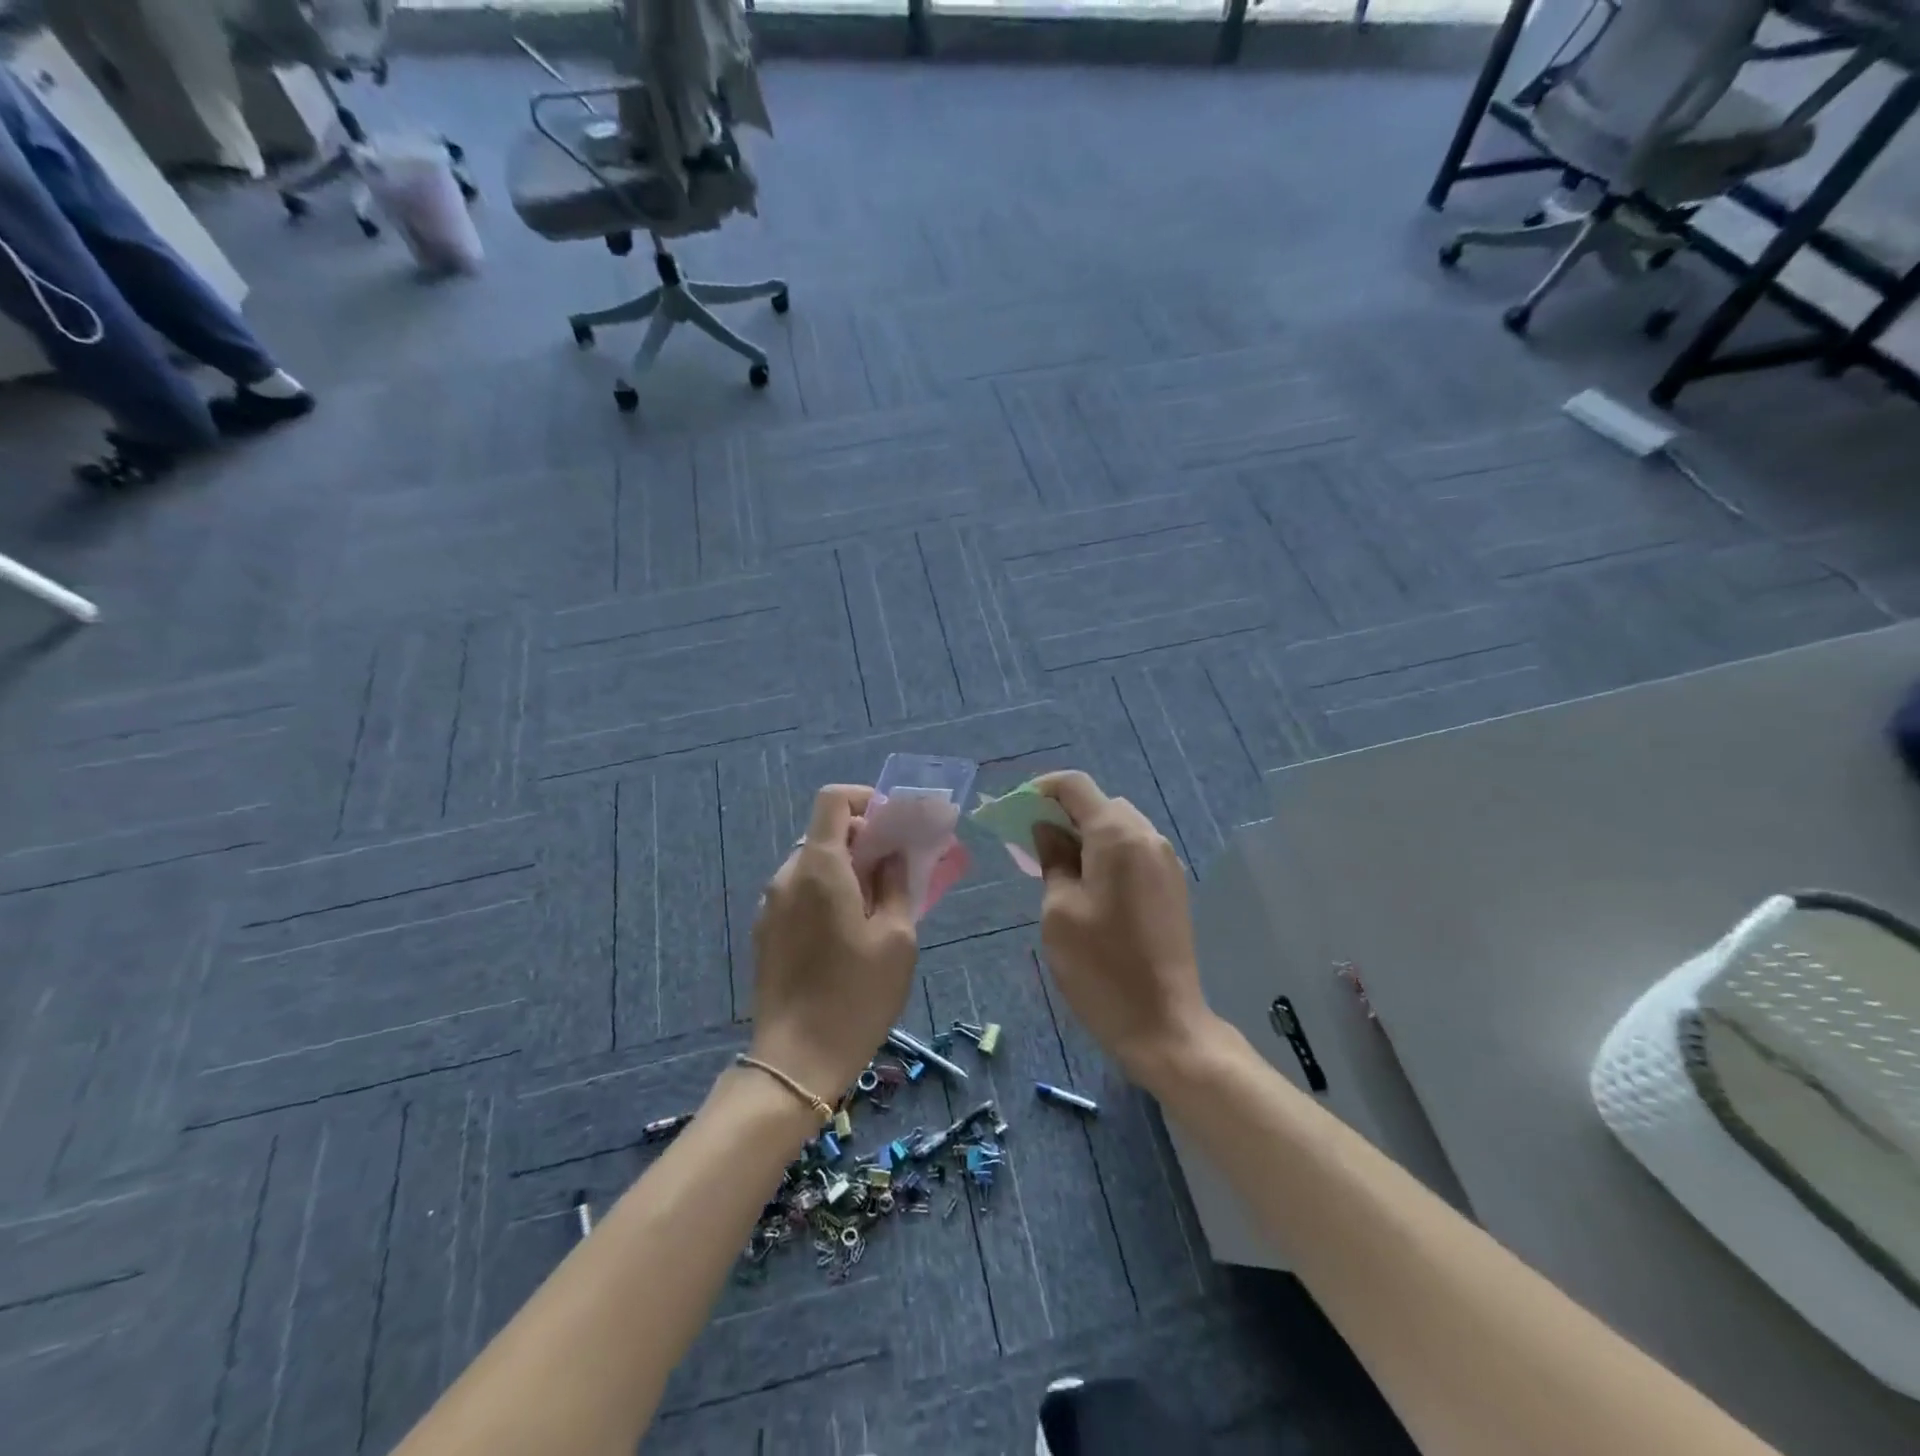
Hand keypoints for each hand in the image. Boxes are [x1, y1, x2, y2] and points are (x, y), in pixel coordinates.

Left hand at [748, 785, 918, 1102]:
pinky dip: (825, 893)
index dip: (864, 799)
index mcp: (820, 868)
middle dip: (862, 840)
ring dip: (844, 870)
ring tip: (874, 907)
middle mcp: (787, 876)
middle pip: (824, 833)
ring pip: (812, 865)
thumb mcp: (897, 939)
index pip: (832, 800)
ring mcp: (770, 905)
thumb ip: (897, 884)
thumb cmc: (857, 995)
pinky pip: (799, 893)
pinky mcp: (765, 932)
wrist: (797, 1061)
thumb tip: (892, 855)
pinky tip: (846, 934)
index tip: (892, 825)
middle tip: (895, 871)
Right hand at [1031, 771, 1219, 1089]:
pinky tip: (1089, 883)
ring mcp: (1165, 861)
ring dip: (1086, 833)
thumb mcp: (1059, 911)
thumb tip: (1047, 829)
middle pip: (1100, 803)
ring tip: (1057, 865)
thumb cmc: (1101, 968)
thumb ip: (1053, 859)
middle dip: (1063, 813)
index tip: (1015, 811)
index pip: (1076, 786)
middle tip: (1031, 843)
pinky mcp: (1172, 885)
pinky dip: (1107, 852)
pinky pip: (1134, 849)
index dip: (1041, 789)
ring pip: (1118, 826)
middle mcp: (1148, 837)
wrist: (1164, 1024)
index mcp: (1118, 836)